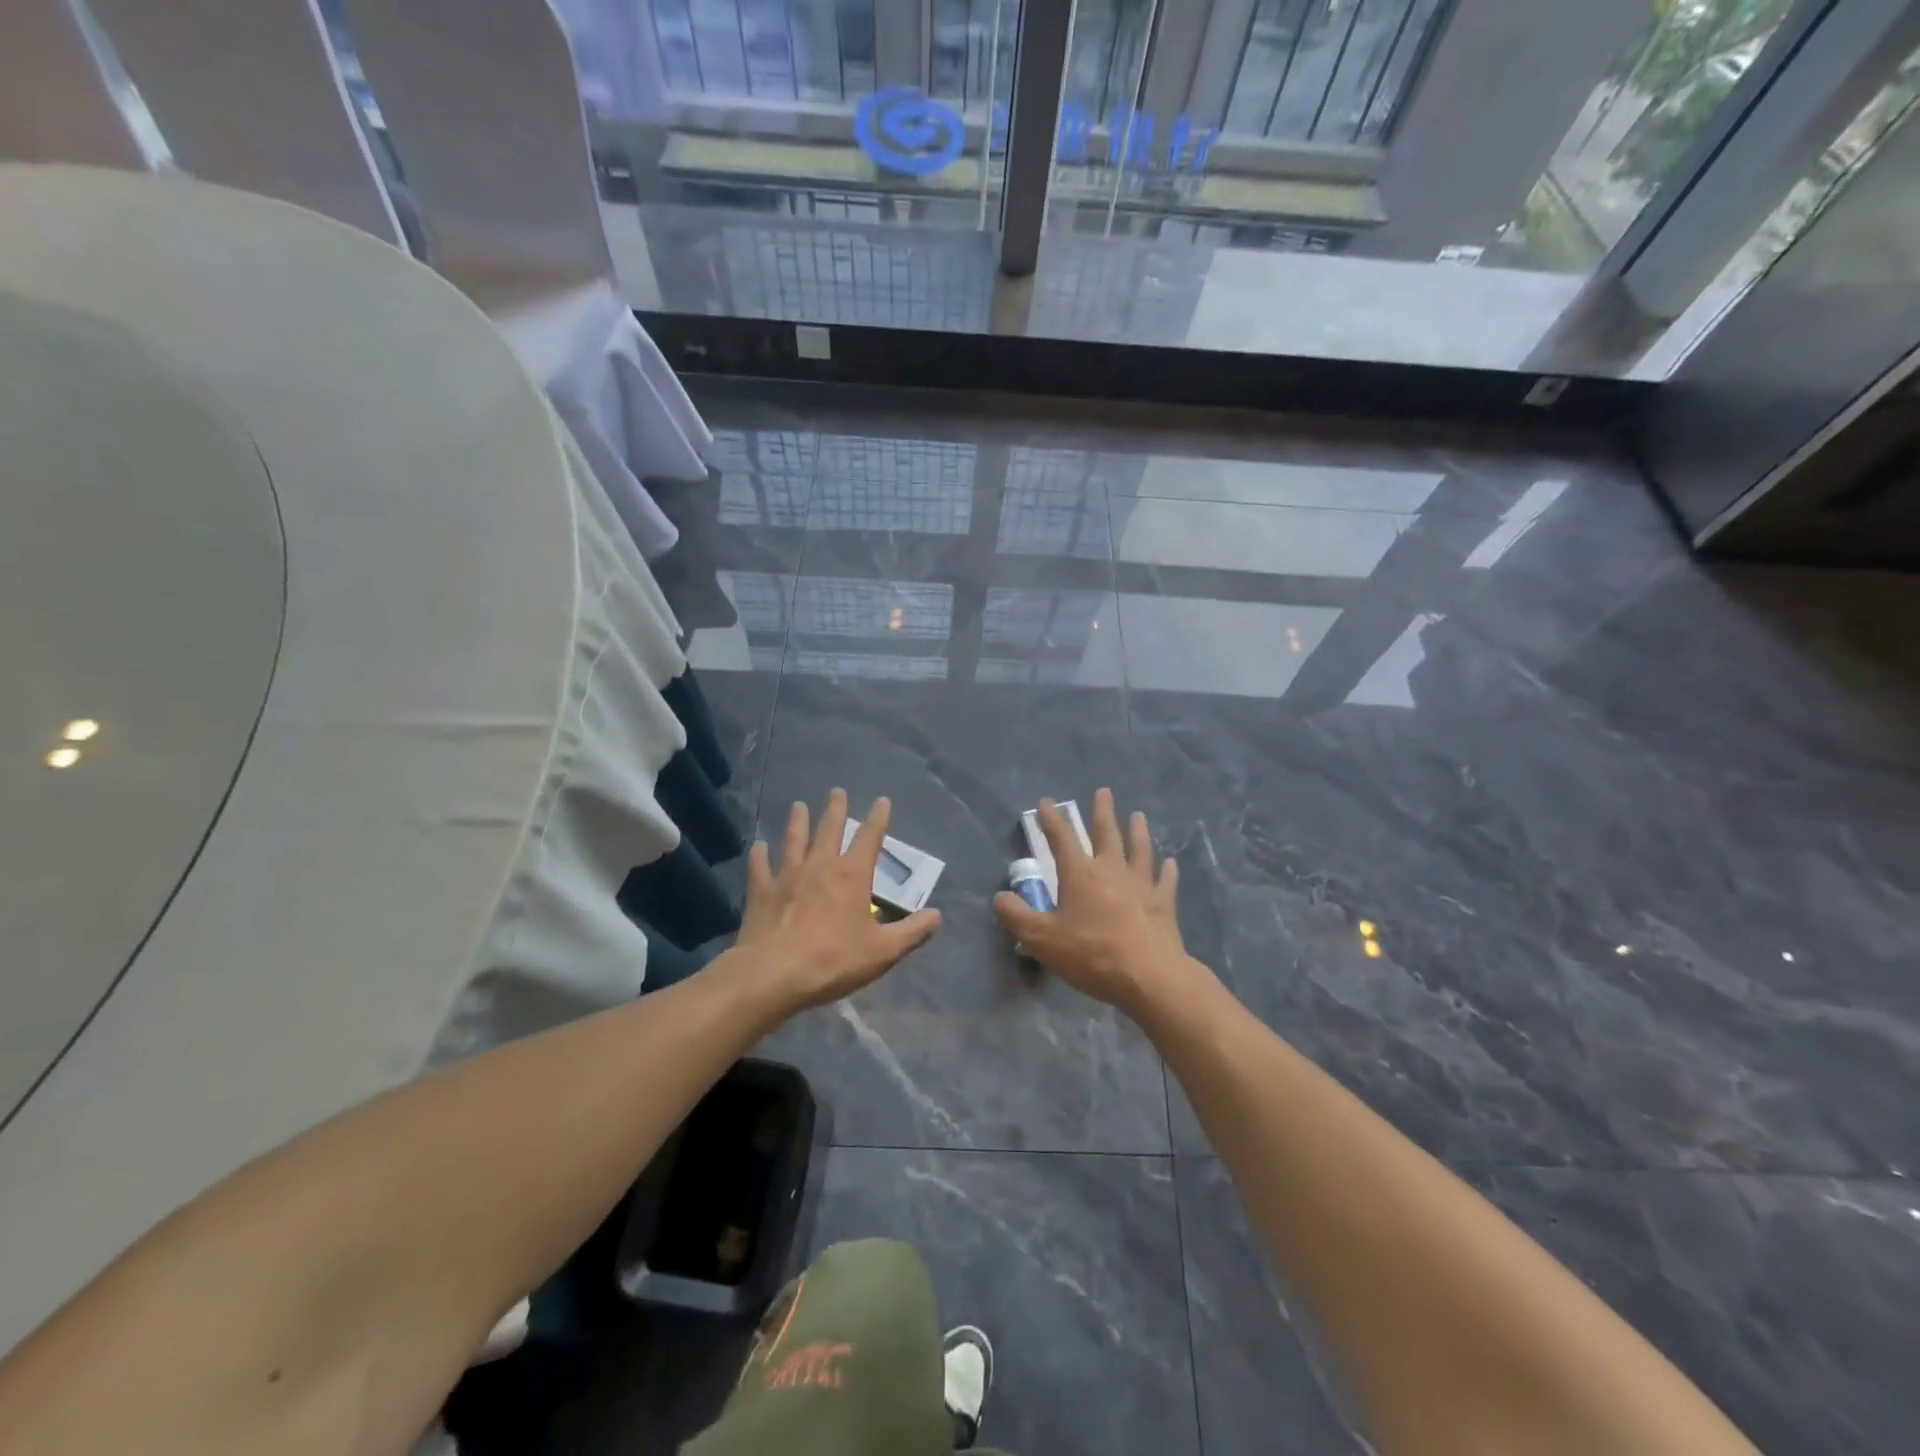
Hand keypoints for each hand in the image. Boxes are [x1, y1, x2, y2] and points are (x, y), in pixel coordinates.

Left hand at [730, 789, 941, 1016]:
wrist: (773, 975)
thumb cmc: (833, 960)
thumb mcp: (883, 951)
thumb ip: (912, 932)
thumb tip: (937, 916)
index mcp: (852, 875)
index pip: (870, 837)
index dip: (878, 818)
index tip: (882, 800)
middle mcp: (820, 866)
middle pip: (829, 829)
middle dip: (836, 809)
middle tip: (837, 791)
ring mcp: (787, 876)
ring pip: (794, 840)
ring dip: (797, 822)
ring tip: (798, 805)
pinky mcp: (762, 892)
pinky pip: (760, 867)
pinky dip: (759, 854)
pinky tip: (758, 845)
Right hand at [993, 788, 1205, 1015]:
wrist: (1148, 976)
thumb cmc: (1091, 954)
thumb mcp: (1042, 939)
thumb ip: (1017, 916)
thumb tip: (1000, 897)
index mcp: (1080, 874)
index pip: (1062, 838)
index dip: (1052, 820)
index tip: (1046, 802)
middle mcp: (1111, 870)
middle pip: (1107, 833)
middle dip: (1102, 811)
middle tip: (1104, 791)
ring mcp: (1141, 884)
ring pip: (1140, 849)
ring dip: (1138, 830)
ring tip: (1138, 815)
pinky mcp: (1164, 903)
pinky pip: (1165, 880)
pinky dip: (1167, 870)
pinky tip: (1170, 863)